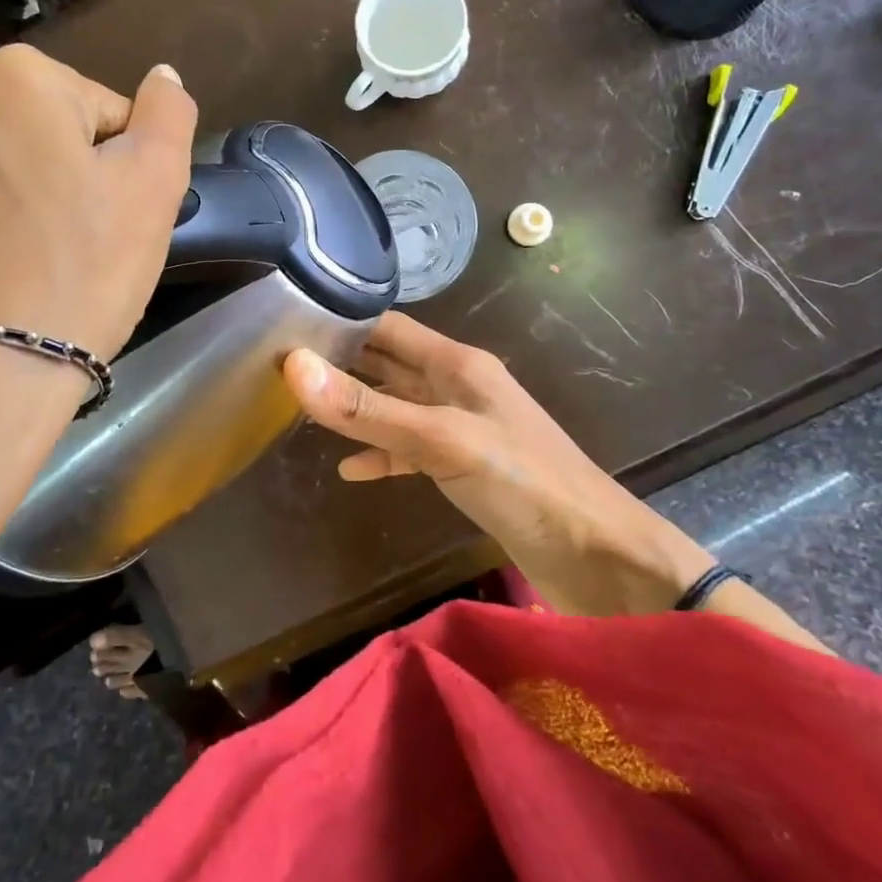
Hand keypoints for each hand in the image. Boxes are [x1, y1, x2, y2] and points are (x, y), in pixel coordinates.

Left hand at [0, 46, 196, 366]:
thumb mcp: (155, 186)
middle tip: (86, 243)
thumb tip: (163, 76)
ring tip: (36, 270)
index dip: (126, 164)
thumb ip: (168, 115)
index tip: (121, 216)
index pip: (105, 110)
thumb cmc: (82, 271)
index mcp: (19, 82)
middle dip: (68, 176)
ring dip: (18, 205)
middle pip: (42, 136)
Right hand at [283, 313, 713, 616]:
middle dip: (342, 363)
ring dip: (358, 409)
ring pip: (397, 408)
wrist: (600, 558)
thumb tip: (294, 367)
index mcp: (458, 364)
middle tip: (281, 368)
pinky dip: (382, 456)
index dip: (342, 322)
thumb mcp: (441, 441)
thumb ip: (369, 409)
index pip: (389, 327)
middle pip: (389, 364)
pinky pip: (412, 451)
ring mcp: (462, 429)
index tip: (287, 327)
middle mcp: (458, 387)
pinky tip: (350, 470)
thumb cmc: (525, 484)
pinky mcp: (465, 469)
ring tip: (303, 412)